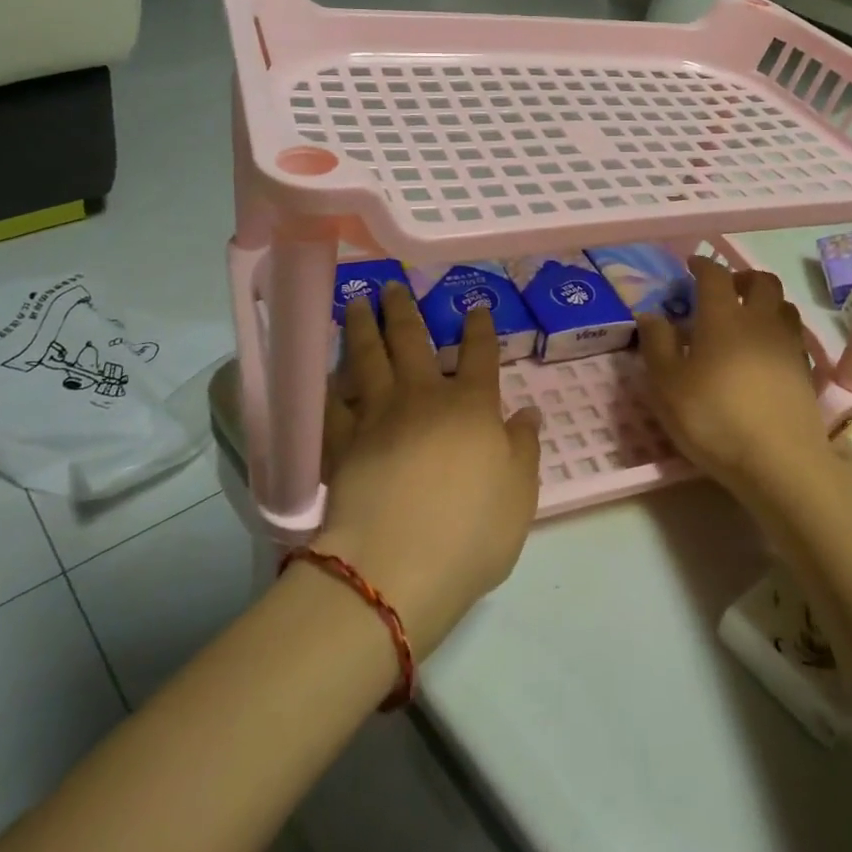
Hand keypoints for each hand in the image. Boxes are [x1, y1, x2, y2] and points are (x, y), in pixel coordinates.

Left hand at [317, 284, 543, 658]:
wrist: (394, 567)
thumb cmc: (470, 532)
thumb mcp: (520, 495)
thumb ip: (524, 449)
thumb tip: (527, 413)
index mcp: (470, 406)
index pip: (479, 354)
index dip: (479, 327)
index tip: (476, 306)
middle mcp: (422, 397)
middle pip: (413, 341)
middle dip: (406, 309)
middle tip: (394, 284)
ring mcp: (376, 416)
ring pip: (367, 358)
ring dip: (363, 327)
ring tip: (358, 302)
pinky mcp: (339, 443)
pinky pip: (331, 404)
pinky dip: (327, 385)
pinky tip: (324, 372)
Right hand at [638, 257, 831, 508]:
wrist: (780, 462)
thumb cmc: (714, 418)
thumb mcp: (667, 385)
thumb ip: (657, 345)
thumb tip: (651, 314)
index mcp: (723, 317)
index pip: (715, 275)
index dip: (702, 265)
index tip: (691, 266)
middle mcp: (760, 321)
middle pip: (761, 281)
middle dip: (742, 277)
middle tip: (724, 289)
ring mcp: (788, 345)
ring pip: (783, 306)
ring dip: (765, 302)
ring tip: (747, 319)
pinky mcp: (807, 372)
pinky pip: (794, 336)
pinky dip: (779, 332)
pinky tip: (766, 353)